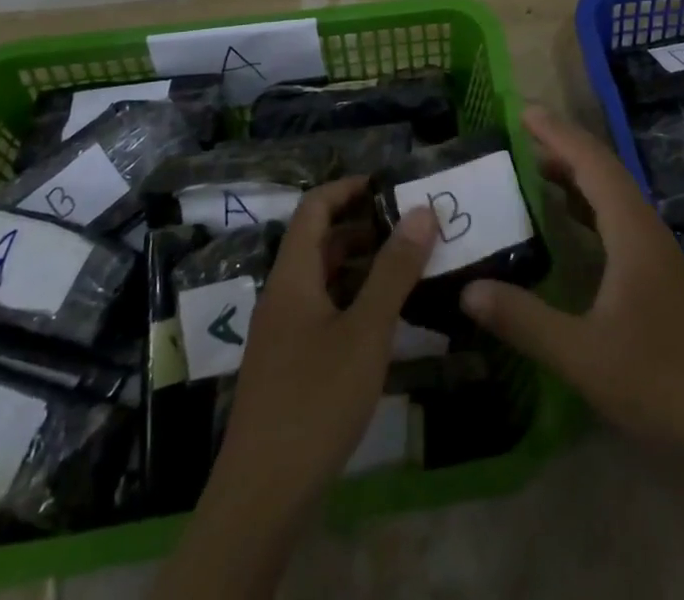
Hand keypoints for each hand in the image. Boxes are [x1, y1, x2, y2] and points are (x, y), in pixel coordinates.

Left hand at [176, 179, 434, 595]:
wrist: (261, 498)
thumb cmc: (315, 400)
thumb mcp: (366, 331)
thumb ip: (394, 270)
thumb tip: (421, 210)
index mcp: (292, 276)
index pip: (314, 207)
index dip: (349, 188)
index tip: (390, 185)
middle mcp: (283, 296)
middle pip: (320, 242)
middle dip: (364, 226)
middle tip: (413, 227)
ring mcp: (283, 333)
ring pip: (324, 279)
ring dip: (362, 265)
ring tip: (409, 266)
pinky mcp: (289, 365)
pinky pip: (323, 310)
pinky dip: (354, 299)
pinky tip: (386, 318)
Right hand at [460, 106, 683, 459]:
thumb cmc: (658, 380)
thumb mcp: (582, 354)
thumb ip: (524, 320)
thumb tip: (468, 290)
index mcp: (631, 230)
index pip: (591, 163)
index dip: (558, 134)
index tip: (523, 111)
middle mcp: (644, 227)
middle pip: (602, 170)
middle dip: (563, 145)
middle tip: (519, 132)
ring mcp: (654, 249)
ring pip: (611, 193)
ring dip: (575, 173)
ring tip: (533, 166)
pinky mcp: (655, 271)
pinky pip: (615, 217)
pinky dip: (585, 204)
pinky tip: (565, 220)